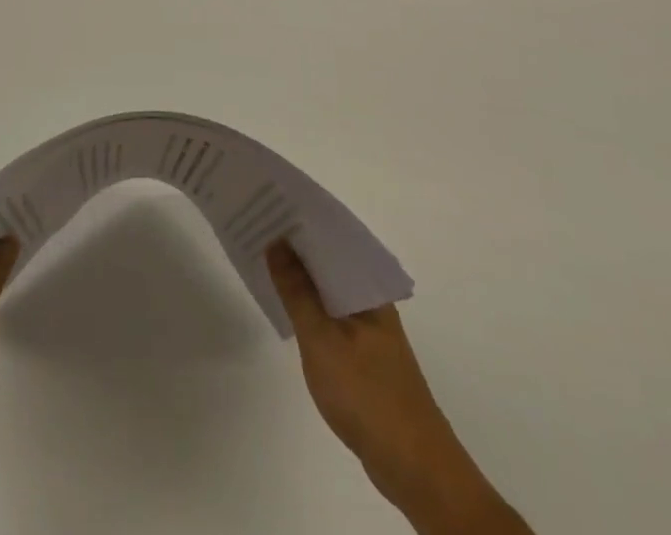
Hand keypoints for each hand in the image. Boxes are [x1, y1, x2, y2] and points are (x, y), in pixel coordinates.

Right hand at [267, 241, 531, 533]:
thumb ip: (297, 291)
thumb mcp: (322, 340)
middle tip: (256, 222)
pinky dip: (308, 302)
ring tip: (263, 255)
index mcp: (368, 288)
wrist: (415, 469)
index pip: (332, 237)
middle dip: (296, 243)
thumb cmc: (367, 395)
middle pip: (329, 260)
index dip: (300, 219)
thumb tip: (276, 241)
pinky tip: (286, 302)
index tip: (269, 201)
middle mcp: (371, 300)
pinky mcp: (364, 353)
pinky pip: (331, 312)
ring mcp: (369, 327)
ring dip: (300, 273)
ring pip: (328, 287)